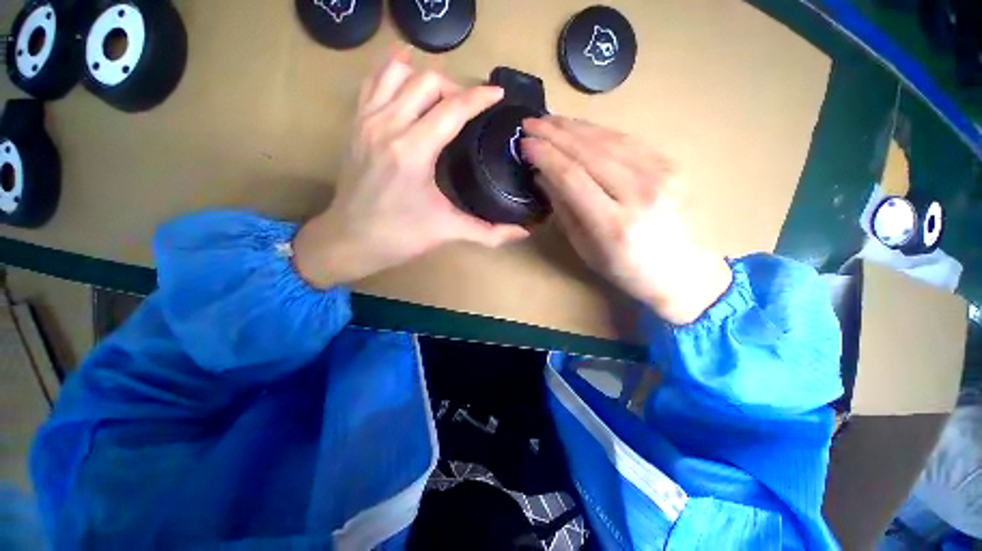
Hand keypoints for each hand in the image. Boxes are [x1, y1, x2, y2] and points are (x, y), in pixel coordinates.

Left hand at [293, 52, 528, 287]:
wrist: (349, 239)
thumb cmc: (400, 237)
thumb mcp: (447, 231)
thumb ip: (488, 232)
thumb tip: (522, 233)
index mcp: (413, 152)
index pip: (452, 109)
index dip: (479, 97)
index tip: (497, 94)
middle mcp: (389, 126)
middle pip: (428, 82)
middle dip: (456, 88)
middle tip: (470, 109)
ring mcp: (367, 120)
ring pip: (399, 73)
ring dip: (427, 77)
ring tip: (443, 96)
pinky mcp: (355, 123)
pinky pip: (373, 81)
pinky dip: (392, 69)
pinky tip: (406, 70)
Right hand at [521, 116, 731, 324]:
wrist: (680, 270)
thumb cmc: (625, 268)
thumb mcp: (585, 248)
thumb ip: (564, 209)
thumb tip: (543, 176)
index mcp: (613, 224)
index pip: (571, 177)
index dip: (545, 156)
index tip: (524, 144)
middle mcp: (639, 194)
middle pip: (589, 152)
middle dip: (554, 134)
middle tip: (530, 123)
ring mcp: (660, 174)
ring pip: (608, 140)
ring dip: (574, 127)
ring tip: (549, 120)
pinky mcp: (670, 164)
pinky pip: (627, 140)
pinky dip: (599, 131)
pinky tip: (580, 127)